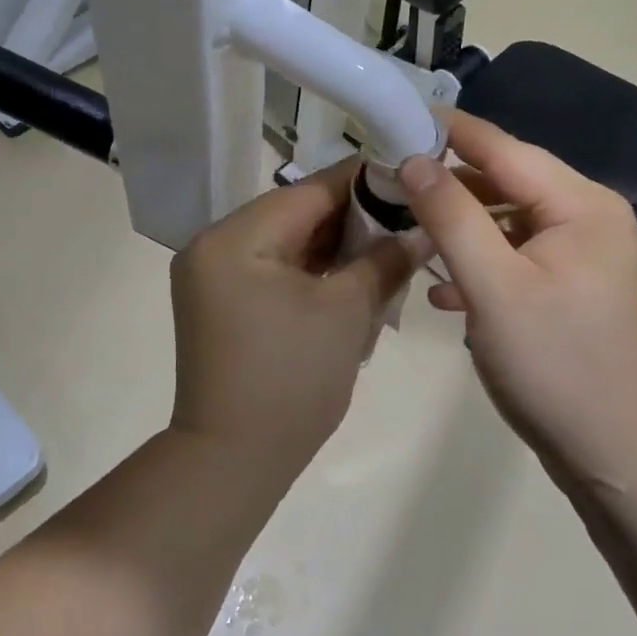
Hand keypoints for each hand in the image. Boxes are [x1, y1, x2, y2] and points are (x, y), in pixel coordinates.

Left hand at [169, 159, 421, 469]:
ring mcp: (215, 277)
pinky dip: (314, 270)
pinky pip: (275, 269)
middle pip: (296, 213)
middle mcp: (215, 246)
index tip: (410, 173)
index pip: (309, 190)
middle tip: (409, 213)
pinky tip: (357, 270)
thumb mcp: (347, 312)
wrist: (233, 461)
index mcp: (235, 237)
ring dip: (336, 243)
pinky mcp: (223, 303)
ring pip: (288, 242)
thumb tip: (422, 229)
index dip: (363, 181)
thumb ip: (385, 259)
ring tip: (391, 240)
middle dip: (354, 215)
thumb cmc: (292, 380)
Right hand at [399, 113, 636, 490]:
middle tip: (390, 183)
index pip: (505, 148)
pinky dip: (482, 266)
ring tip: (408, 233)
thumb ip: (452, 216)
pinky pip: (517, 259)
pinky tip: (444, 291)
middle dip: (451, 185)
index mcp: (581, 205)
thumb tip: (414, 159)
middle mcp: (588, 219)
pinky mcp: (572, 292)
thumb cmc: (559, 366)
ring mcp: (583, 258)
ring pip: (508, 223)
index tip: (396, 119)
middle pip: (508, 182)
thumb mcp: (495, 287)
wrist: (624, 460)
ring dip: (462, 229)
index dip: (450, 132)